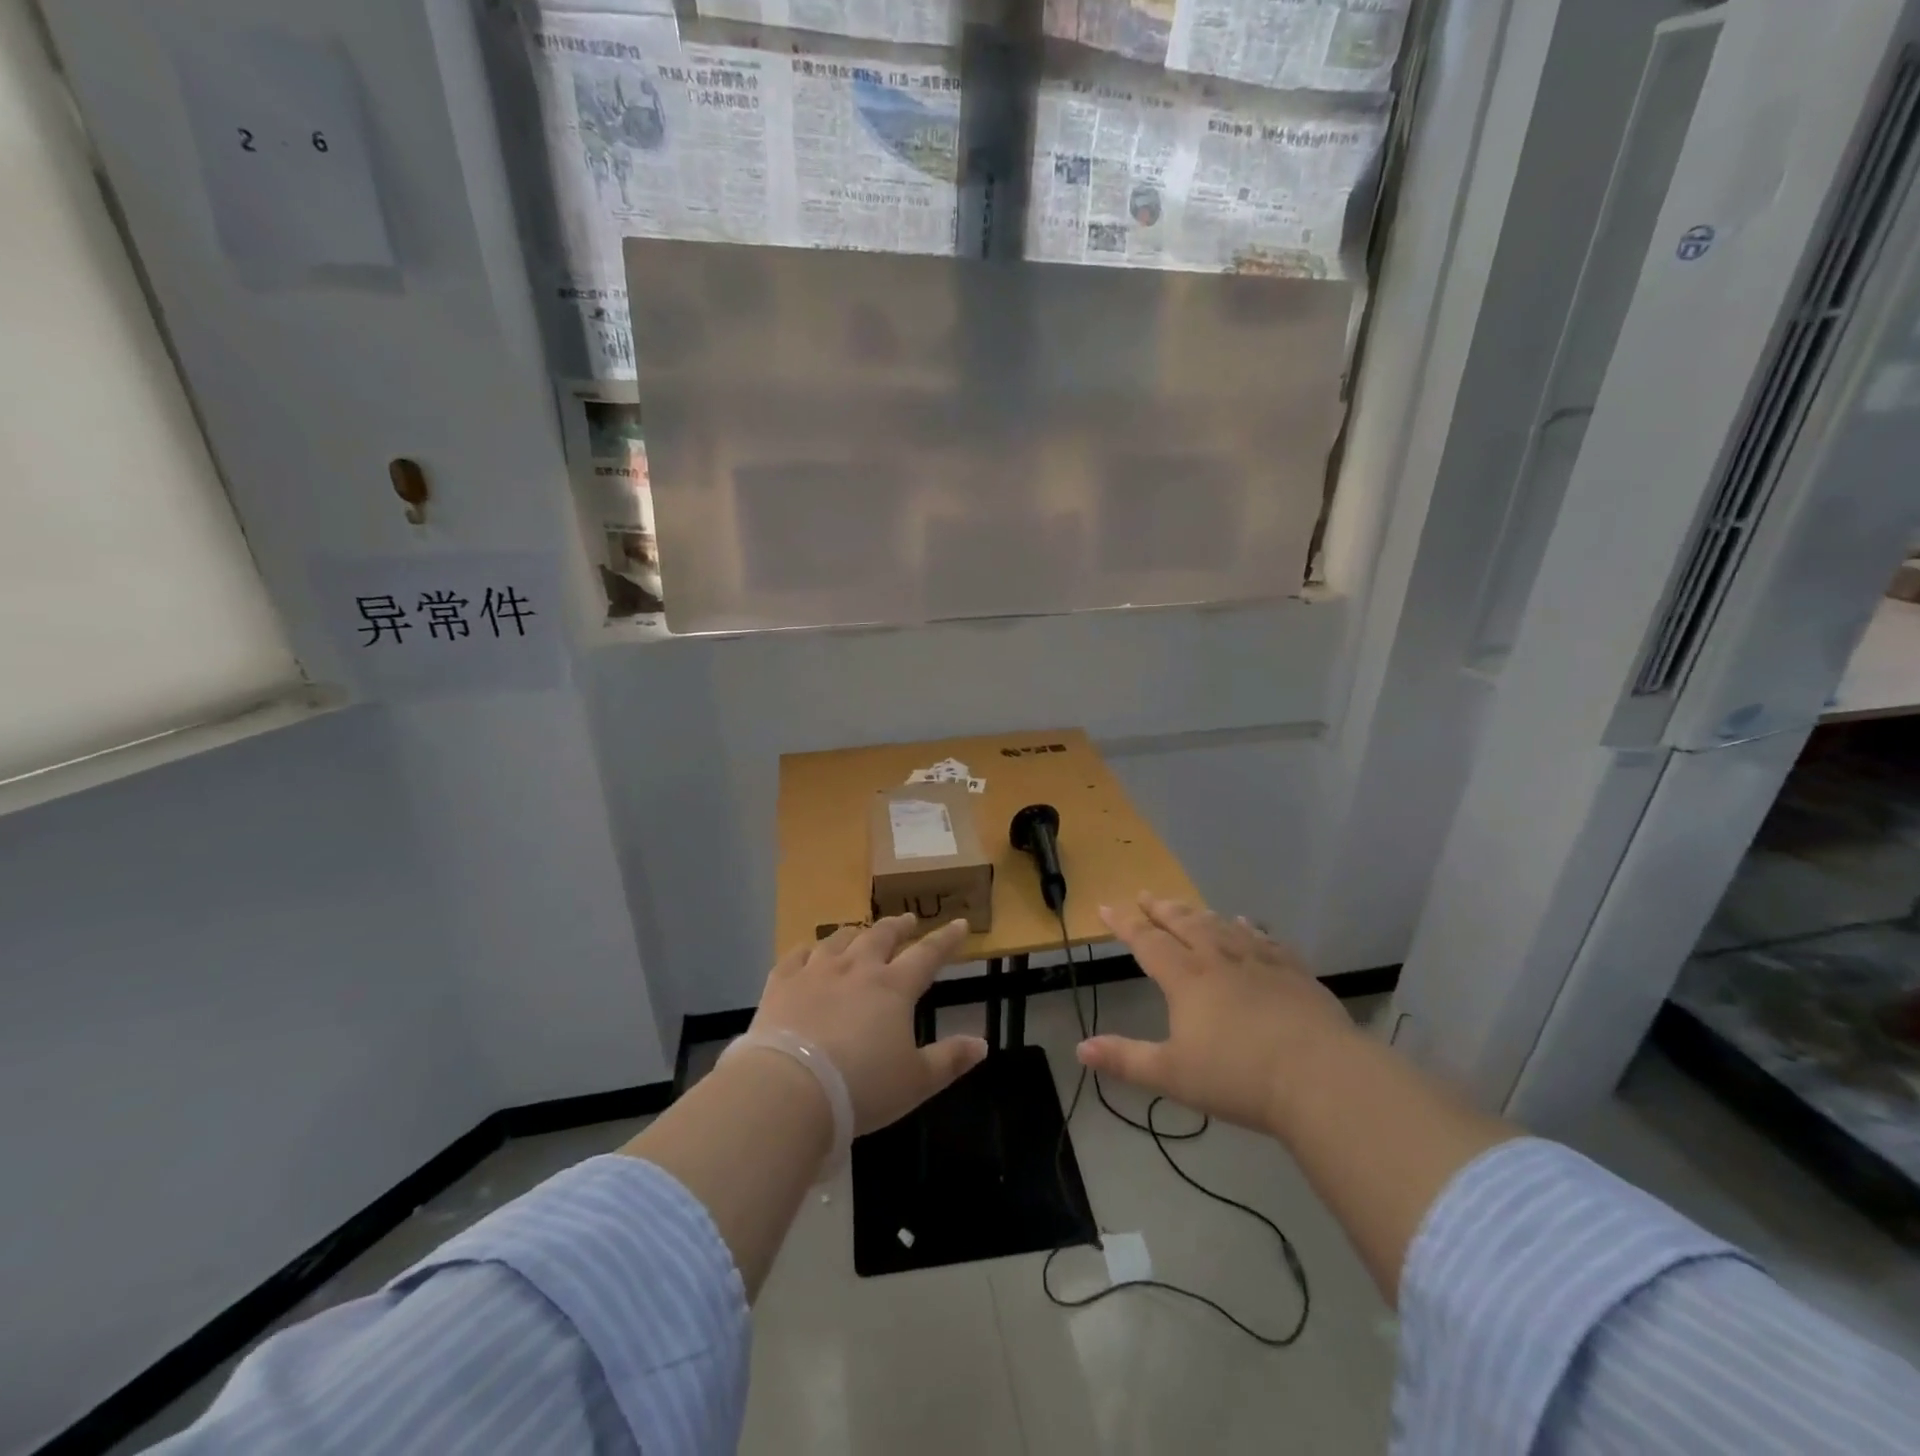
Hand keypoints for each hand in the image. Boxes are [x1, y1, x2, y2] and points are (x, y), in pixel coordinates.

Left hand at [752, 915, 987, 1134]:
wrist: (790, 1089)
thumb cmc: (861, 1087)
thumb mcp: (916, 1082)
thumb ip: (950, 1060)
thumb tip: (982, 1044)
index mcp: (894, 988)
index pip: (928, 954)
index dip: (946, 939)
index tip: (959, 923)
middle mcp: (857, 969)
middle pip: (881, 936)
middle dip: (898, 926)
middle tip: (907, 920)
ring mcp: (816, 972)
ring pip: (839, 940)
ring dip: (854, 933)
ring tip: (860, 933)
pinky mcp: (781, 983)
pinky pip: (796, 956)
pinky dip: (807, 950)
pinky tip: (808, 952)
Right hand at [1077, 895, 1362, 1135]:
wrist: (1319, 1076)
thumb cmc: (1238, 1077)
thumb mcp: (1172, 1075)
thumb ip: (1125, 1060)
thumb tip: (1080, 1048)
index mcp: (1186, 979)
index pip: (1147, 942)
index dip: (1124, 923)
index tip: (1106, 905)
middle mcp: (1219, 959)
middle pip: (1184, 924)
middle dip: (1161, 909)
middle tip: (1146, 894)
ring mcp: (1259, 962)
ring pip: (1222, 926)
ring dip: (1199, 914)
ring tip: (1187, 906)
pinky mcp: (1294, 972)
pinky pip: (1264, 940)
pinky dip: (1249, 928)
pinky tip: (1247, 924)